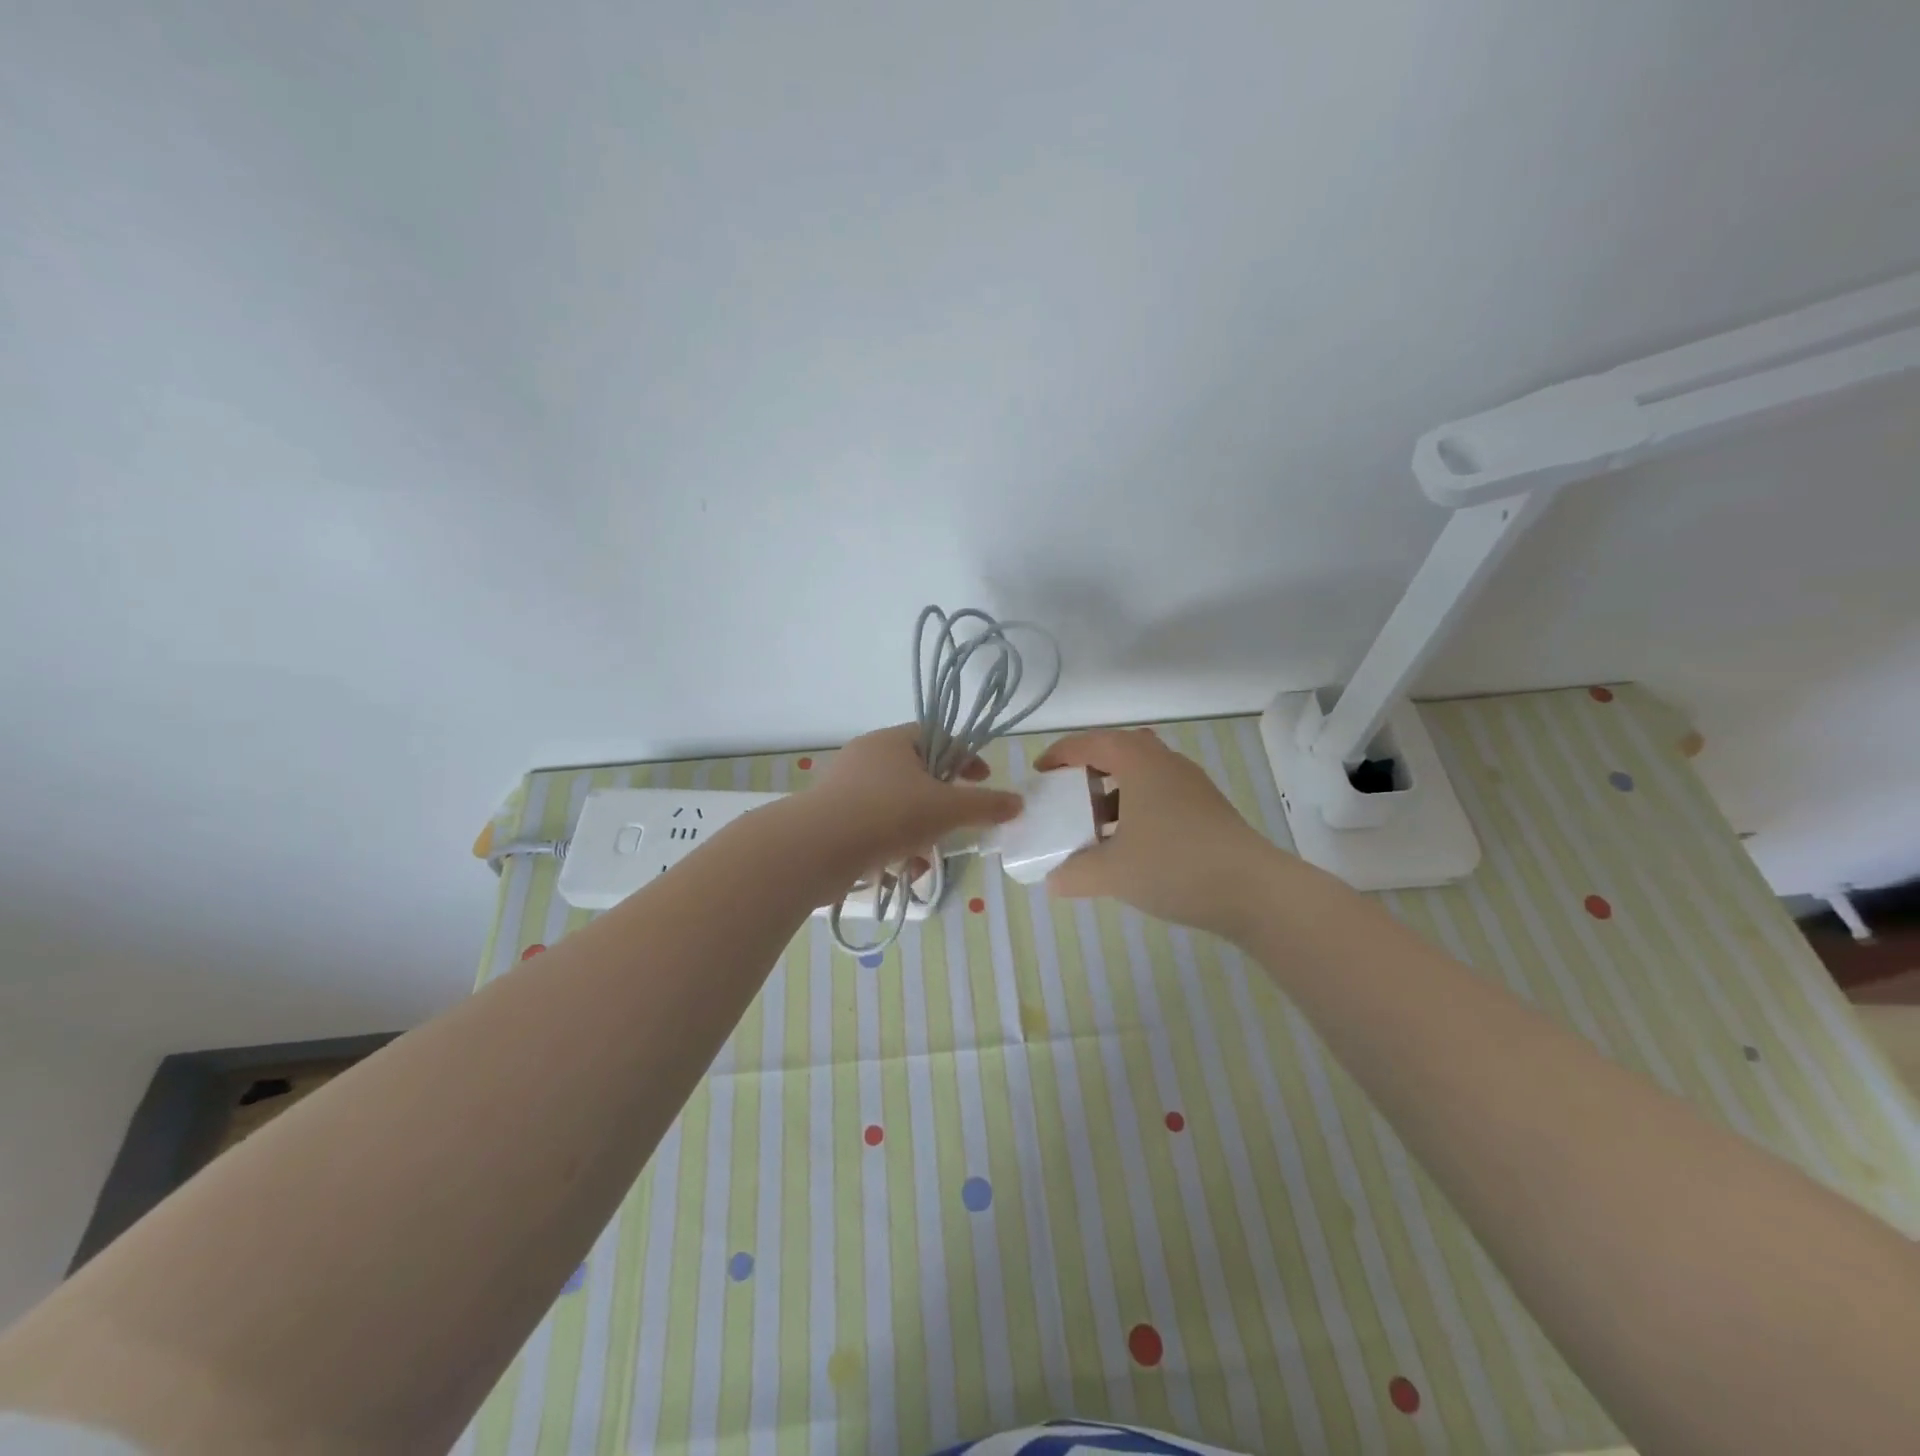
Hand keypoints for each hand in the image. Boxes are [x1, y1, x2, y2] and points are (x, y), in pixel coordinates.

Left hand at [803, 724, 1021, 877]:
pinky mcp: (831, 818)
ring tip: (926, 858)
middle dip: (941, 804)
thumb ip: (986, 805)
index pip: (939, 737)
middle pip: (917, 774)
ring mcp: (844, 787)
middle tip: (955, 824)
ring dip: (918, 830)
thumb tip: (1017, 803)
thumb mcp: (948, 809)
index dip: (966, 758)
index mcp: (893, 741)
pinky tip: (900, 871)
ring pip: (896, 805)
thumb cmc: (888, 815)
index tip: (981, 782)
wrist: (816, 849)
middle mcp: (866, 756)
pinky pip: (873, 825)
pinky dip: (892, 844)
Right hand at [1034, 727, 1282, 938]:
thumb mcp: (1112, 873)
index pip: (1090, 743)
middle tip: (1070, 793)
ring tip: (1095, 825)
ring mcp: (1192, 786)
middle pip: (1121, 750)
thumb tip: (1052, 880)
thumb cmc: (1175, 866)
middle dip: (1091, 767)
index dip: (1060, 754)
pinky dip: (1137, 809)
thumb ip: (1074, 874)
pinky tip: (1130, 846)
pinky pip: (1160, 796)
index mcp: (1139, 763)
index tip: (1040, 774)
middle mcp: (1166, 764)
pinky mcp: (1208, 810)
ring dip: (1115, 792)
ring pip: (1143, 775)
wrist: (1254, 891)